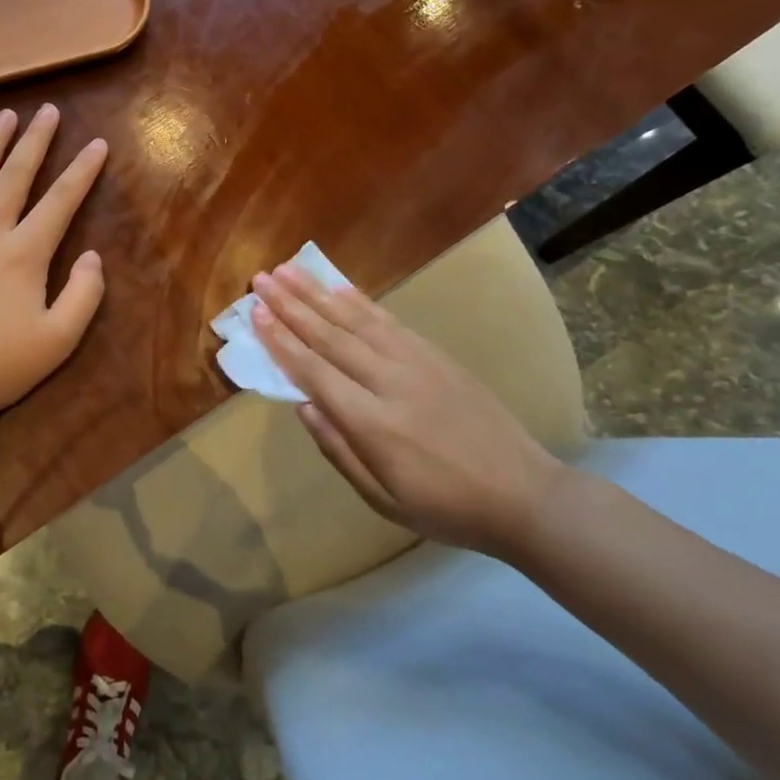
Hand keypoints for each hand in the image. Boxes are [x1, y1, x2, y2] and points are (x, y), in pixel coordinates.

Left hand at [0, 104, 107, 425]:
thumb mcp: (59, 340)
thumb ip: (84, 294)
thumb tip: (92, 256)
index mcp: (24, 253)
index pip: (61, 201)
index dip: (82, 171)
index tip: (96, 143)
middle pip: (14, 176)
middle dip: (35, 141)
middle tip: (46, 110)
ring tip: (3, 116)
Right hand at [252, 265, 568, 555]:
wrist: (524, 494)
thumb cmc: (445, 507)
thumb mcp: (383, 499)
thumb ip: (339, 450)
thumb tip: (302, 405)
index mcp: (373, 424)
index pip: (315, 372)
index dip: (282, 341)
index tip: (256, 313)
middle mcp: (391, 382)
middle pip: (331, 336)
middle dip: (292, 306)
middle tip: (262, 279)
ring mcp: (418, 364)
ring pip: (359, 321)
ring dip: (320, 294)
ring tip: (291, 271)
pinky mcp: (437, 356)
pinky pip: (392, 323)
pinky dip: (363, 303)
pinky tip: (342, 289)